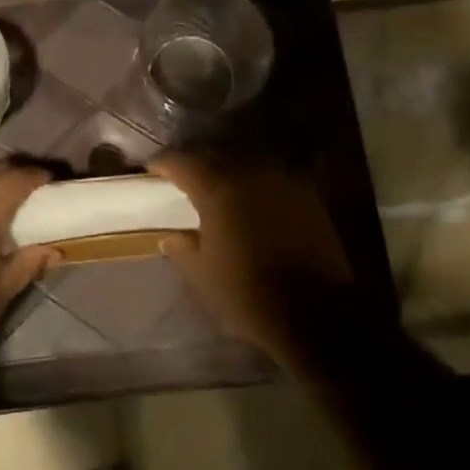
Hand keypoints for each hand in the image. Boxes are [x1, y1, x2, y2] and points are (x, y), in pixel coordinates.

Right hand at [146, 152, 351, 360]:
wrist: (317, 314)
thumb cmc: (249, 295)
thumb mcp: (203, 275)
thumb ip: (183, 249)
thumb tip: (170, 238)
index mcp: (217, 190)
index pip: (182, 162)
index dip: (163, 164)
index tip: (152, 169)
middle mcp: (249, 174)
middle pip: (215, 155)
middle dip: (197, 163)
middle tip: (184, 176)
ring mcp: (282, 182)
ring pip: (246, 162)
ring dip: (228, 169)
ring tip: (218, 184)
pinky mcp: (308, 196)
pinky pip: (272, 177)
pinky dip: (256, 182)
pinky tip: (251, 198)